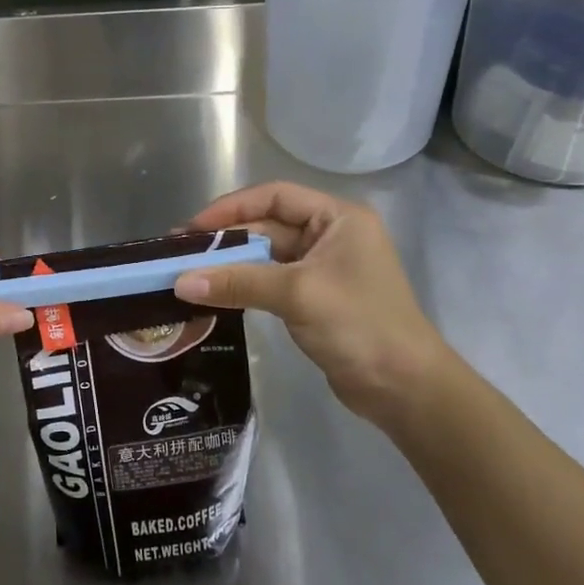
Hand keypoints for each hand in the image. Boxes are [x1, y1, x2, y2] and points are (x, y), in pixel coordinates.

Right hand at [174, 183, 458, 429]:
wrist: (404, 388)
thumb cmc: (358, 325)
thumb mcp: (297, 295)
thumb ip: (238, 282)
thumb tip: (179, 282)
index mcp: (337, 219)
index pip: (276, 196)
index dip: (231, 208)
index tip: (193, 227)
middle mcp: (330, 236)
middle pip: (268, 227)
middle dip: (226, 240)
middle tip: (179, 255)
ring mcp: (322, 269)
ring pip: (266, 257)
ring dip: (231, 265)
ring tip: (187, 274)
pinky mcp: (314, 300)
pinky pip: (270, 283)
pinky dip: (244, 286)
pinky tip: (214, 294)